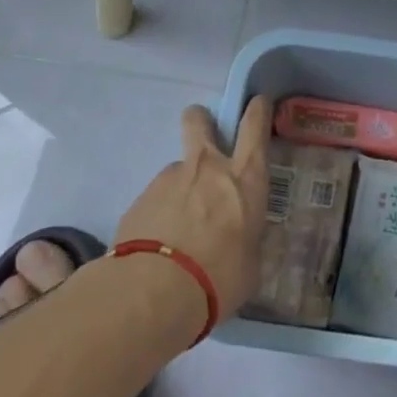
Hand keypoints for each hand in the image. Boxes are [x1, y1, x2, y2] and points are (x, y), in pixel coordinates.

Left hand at [115, 96, 272, 322]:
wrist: (153, 294)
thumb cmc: (219, 278)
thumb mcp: (250, 264)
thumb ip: (247, 242)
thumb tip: (242, 243)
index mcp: (245, 177)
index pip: (255, 125)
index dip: (257, 109)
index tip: (257, 102)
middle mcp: (207, 167)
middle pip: (200, 121)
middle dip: (201, 119)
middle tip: (203, 135)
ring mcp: (169, 179)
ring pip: (177, 169)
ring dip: (180, 187)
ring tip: (177, 228)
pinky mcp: (139, 200)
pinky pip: (155, 199)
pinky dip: (159, 214)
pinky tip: (157, 246)